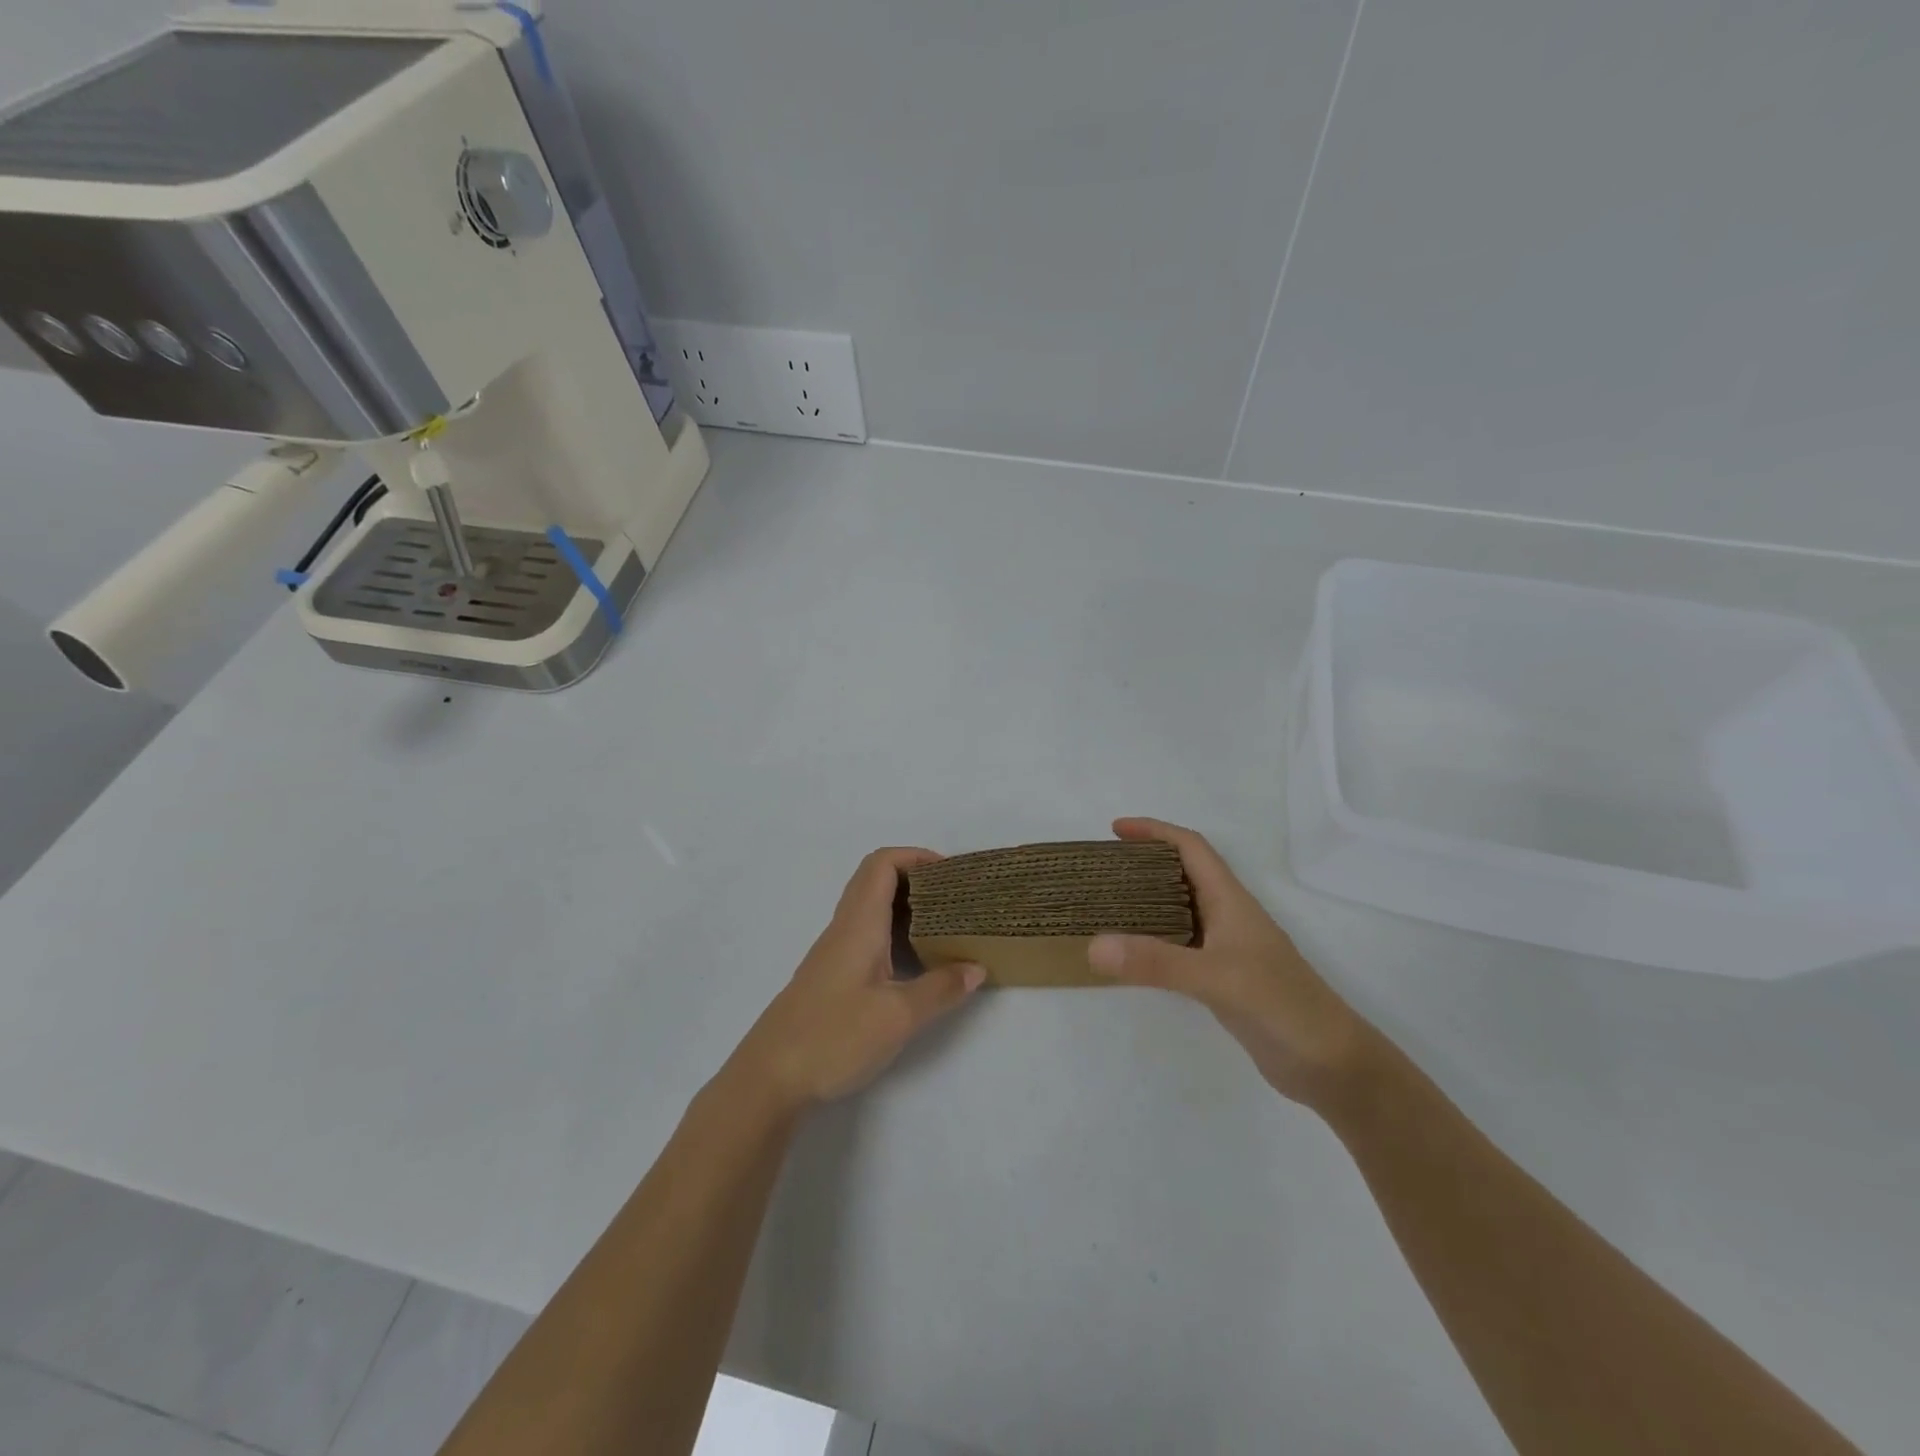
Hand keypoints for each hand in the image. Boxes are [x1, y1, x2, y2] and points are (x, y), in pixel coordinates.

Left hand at [729, 848, 984, 1112]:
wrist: (769, 1078)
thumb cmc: (833, 1037)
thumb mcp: (898, 1017)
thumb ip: (940, 989)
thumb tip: (976, 967)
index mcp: (859, 925)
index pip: (882, 864)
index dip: (916, 856)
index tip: (951, 873)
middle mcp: (844, 929)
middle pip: (876, 880)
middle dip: (916, 878)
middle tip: (954, 898)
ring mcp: (834, 953)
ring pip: (871, 909)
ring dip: (906, 907)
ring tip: (944, 926)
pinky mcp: (831, 977)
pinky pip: (867, 935)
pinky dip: (894, 933)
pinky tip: (915, 962)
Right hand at [1087, 818, 1371, 1110]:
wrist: (1331, 1065)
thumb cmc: (1282, 1006)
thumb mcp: (1216, 979)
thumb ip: (1156, 962)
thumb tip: (1093, 946)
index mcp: (1231, 901)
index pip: (1191, 848)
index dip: (1155, 831)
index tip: (1116, 829)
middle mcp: (1228, 917)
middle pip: (1183, 873)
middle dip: (1145, 862)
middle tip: (1104, 870)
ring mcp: (1227, 949)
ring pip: (1180, 910)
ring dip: (1146, 900)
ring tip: (1107, 905)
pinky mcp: (1223, 979)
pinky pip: (1179, 946)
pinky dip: (1153, 940)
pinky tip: (1132, 954)